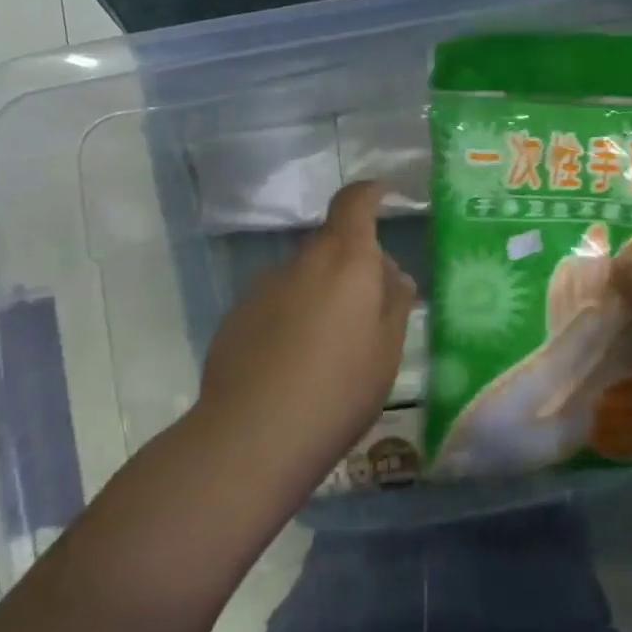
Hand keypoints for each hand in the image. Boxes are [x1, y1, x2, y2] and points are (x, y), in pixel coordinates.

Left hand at [197, 181, 416, 490]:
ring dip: (321, 294)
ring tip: (330, 347)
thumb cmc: (338, 390)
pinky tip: (294, 364)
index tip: (382, 196)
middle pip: (331, 244)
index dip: (369, 193)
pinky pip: (276, 304)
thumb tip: (392, 272)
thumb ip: (395, 302)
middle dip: (353, 264)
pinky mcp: (236, 317)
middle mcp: (301, 262)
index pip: (354, 202)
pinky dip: (291, 318)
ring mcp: (263, 288)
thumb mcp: (387, 350)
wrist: (252, 438)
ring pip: (303, 277)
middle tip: (370, 307)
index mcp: (345, 260)